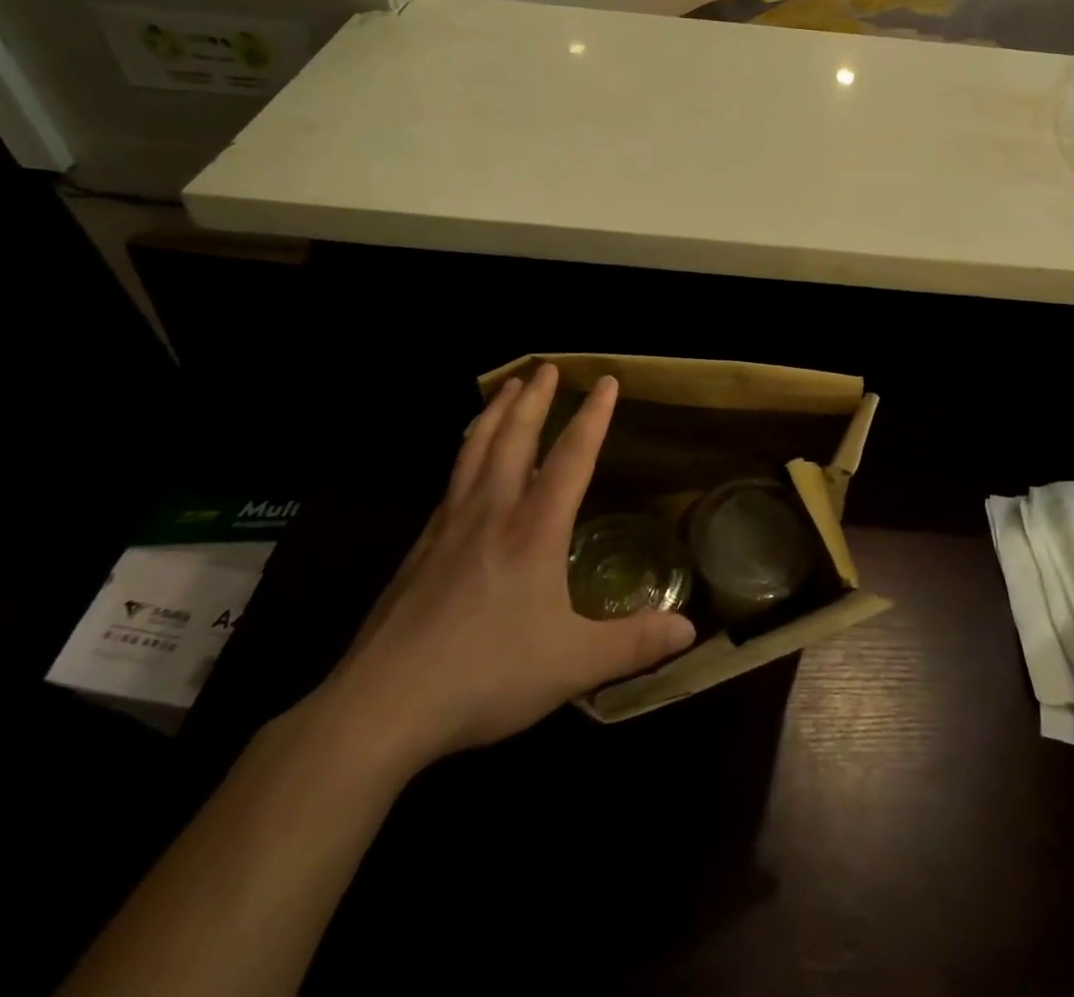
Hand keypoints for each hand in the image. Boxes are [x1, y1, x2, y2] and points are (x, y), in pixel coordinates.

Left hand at [312, 365, 694, 777]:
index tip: (606, 381)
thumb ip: (634, 644)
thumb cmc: (486, 676)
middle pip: (515, 438)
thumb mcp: (574, 665)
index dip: (593, 416)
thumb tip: (690, 629)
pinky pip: (450, 480)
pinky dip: (464, 451)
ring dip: (494, 413)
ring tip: (505, 387)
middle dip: (534, 399)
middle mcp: (492, 513)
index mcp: (534, 531)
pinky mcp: (420, 548)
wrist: (382, 705)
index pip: (572, 457)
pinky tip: (465, 459)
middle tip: (546, 367)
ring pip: (475, 450)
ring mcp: (449, 526)